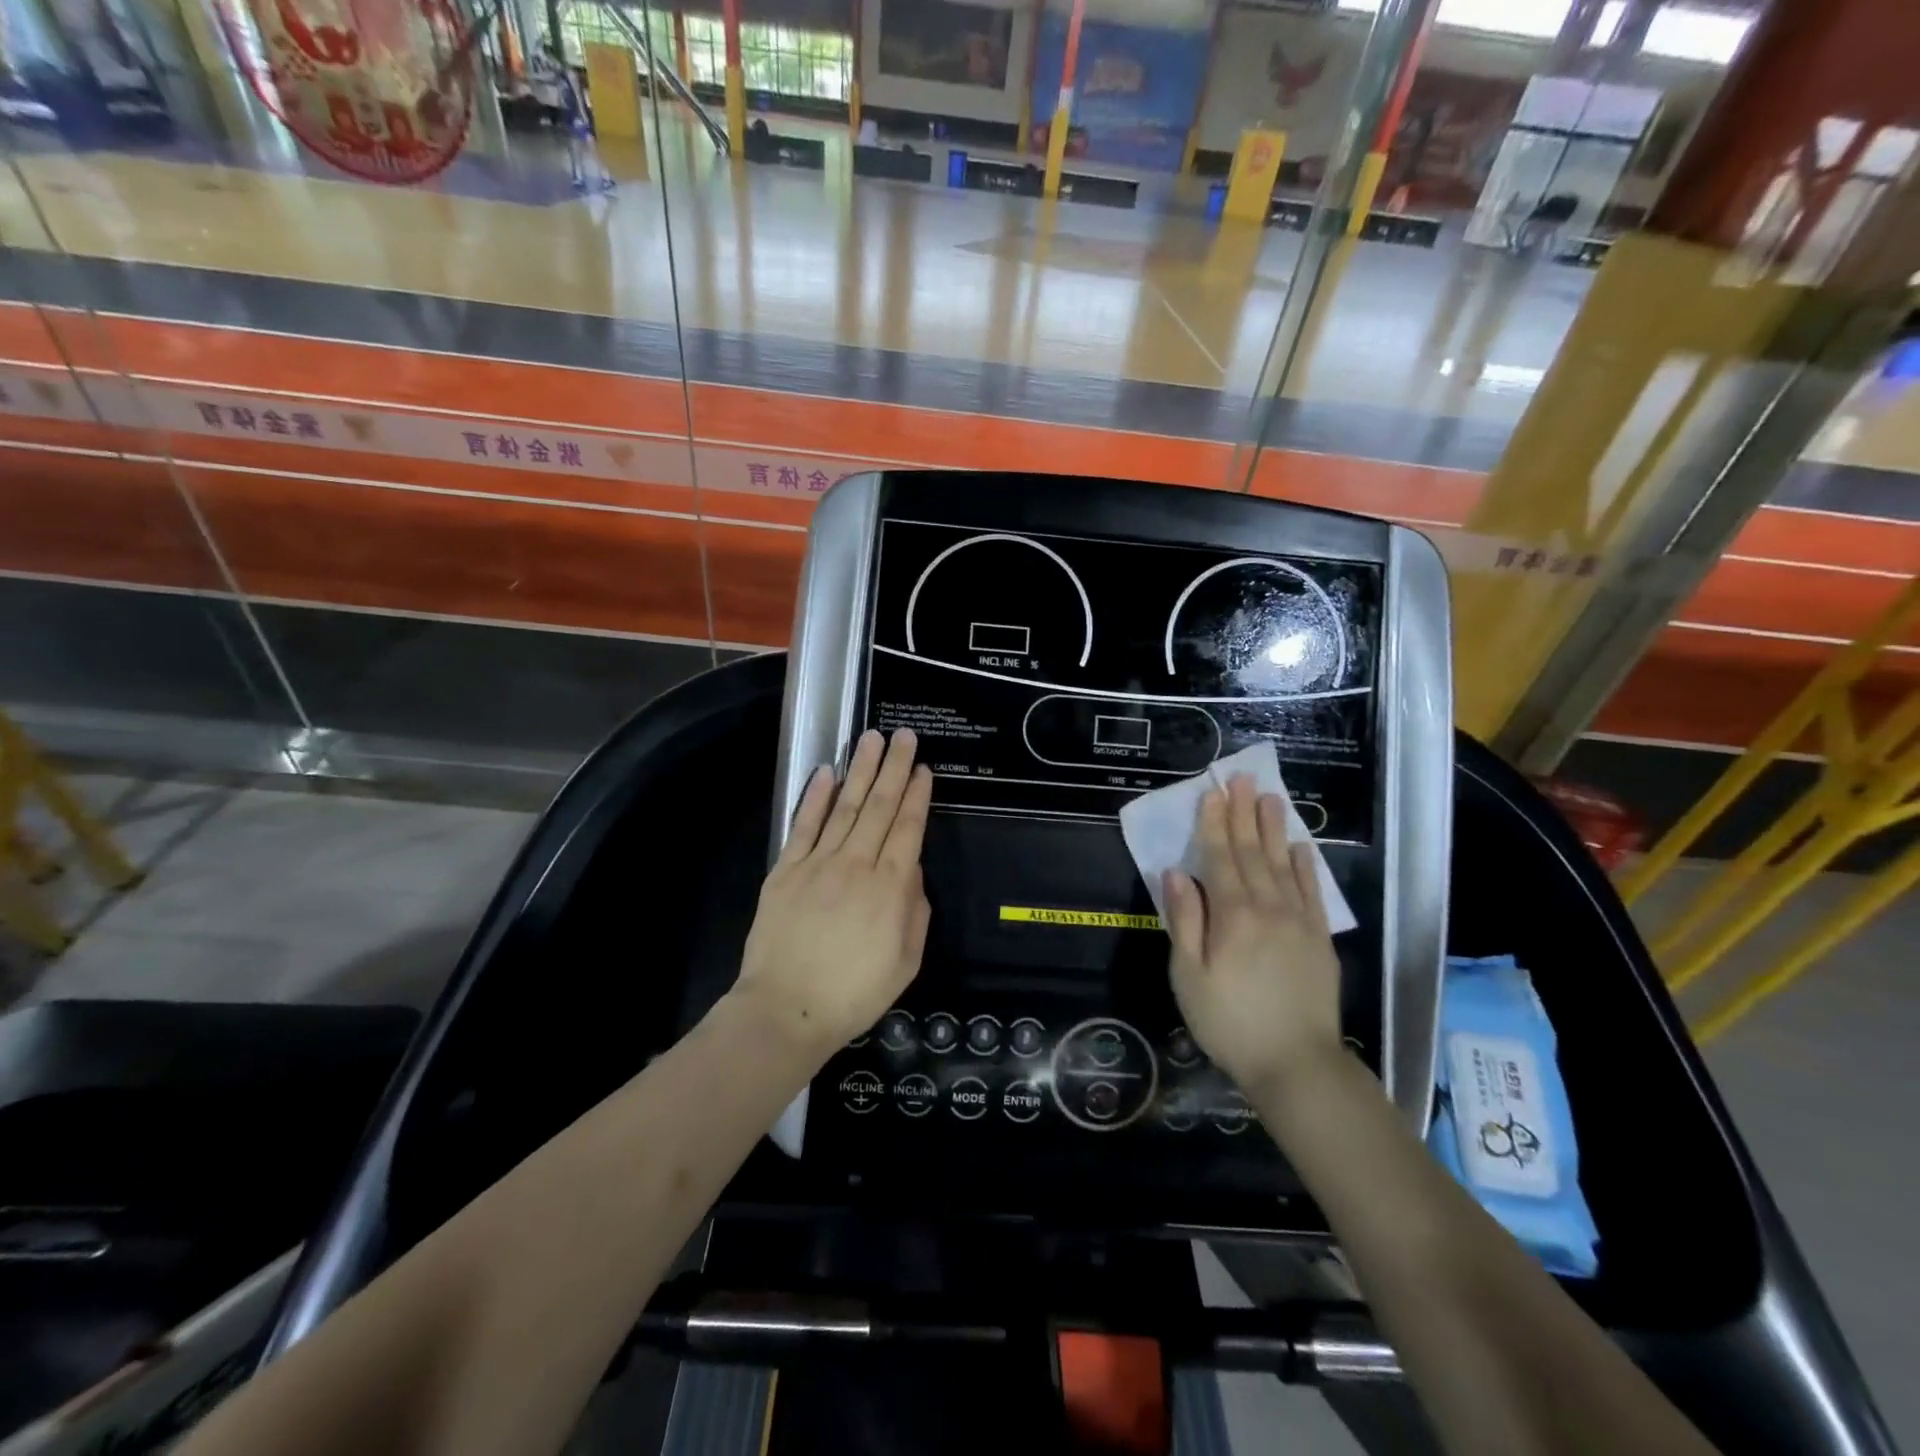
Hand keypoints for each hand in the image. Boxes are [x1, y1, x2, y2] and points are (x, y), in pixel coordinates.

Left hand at [736, 728, 932, 1053]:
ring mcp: (818, 863)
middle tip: (905, 736)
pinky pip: (804, 826)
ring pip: (844, 806)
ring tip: (872, 739)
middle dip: (895, 768)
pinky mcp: (786, 870)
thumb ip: (915, 910)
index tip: (924, 768)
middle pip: (880, 806)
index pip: (908, 828)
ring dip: (861, 770)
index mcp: (890, 887)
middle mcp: (857, 864)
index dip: (917, 795)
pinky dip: (815, 797)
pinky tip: (826, 772)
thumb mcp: (905, 961)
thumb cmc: (854, 992)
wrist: (787, 1009)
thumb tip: (911, 869)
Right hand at [1164, 774, 1343, 1096]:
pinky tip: (1302, 846)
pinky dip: (1306, 866)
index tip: (1212, 792)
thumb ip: (1184, 921)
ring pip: (1283, 863)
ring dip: (1274, 828)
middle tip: (1241, 778)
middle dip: (1243, 813)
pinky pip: (1313, 892)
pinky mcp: (1319, 939)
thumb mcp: (1188, 976)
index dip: (1214, 823)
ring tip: (1270, 797)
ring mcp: (1298, 921)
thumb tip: (1176, 874)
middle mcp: (1267, 907)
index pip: (1220, 858)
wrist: (1297, 1065)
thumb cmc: (1229, 1022)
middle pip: (1253, 852)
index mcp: (1231, 915)